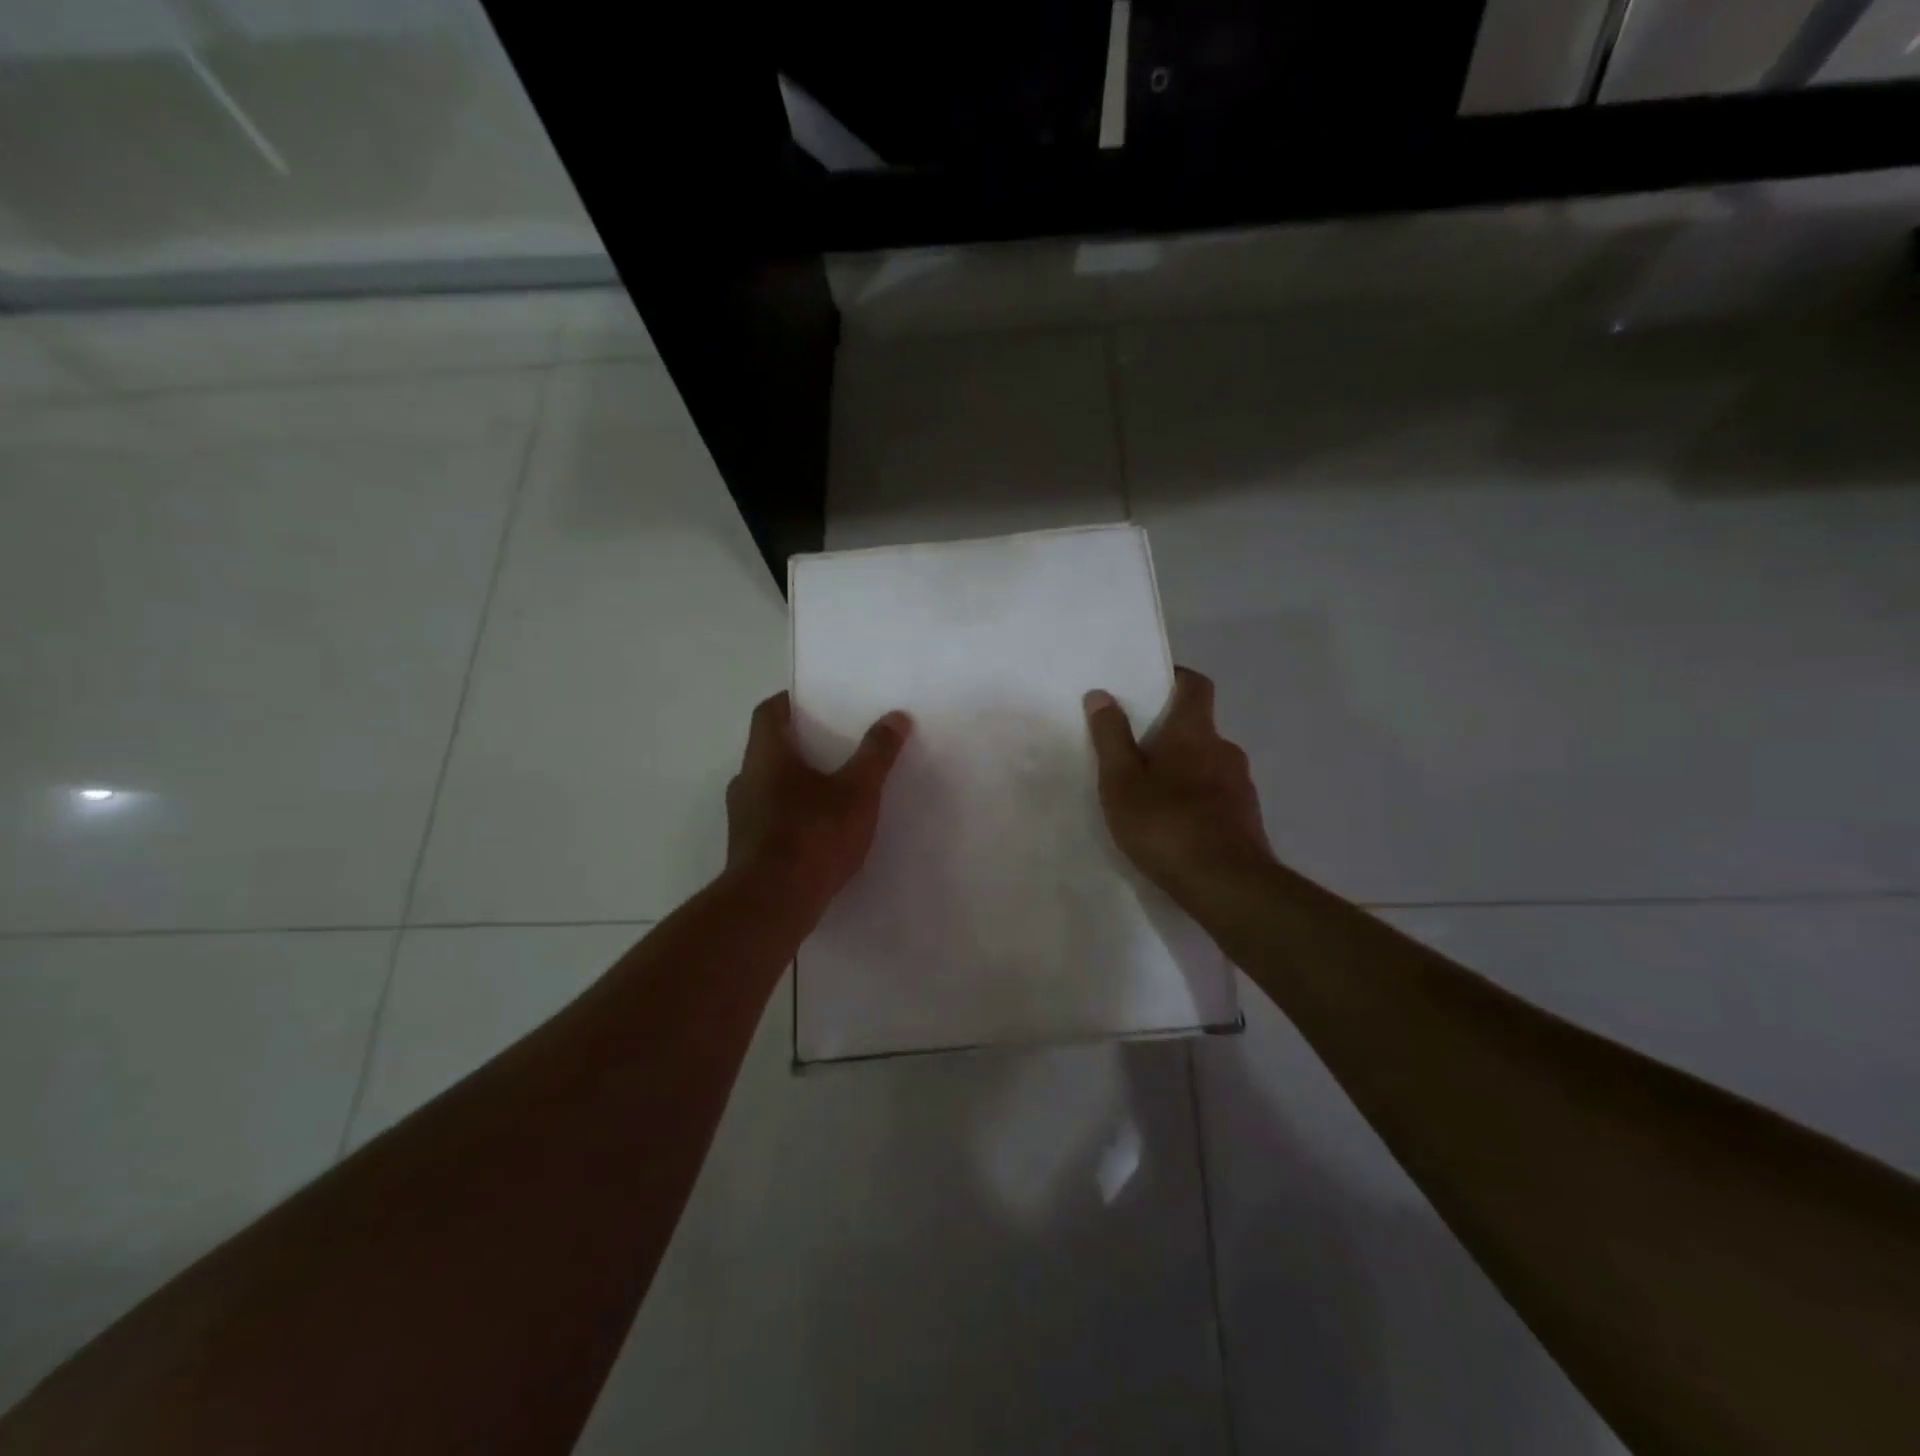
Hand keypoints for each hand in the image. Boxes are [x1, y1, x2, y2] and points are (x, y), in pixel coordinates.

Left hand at [725, 692, 912, 919]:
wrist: (772, 904)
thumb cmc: (813, 835)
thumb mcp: (857, 791)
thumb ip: (876, 753)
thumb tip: (896, 716)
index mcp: (766, 756)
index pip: (768, 712)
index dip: (790, 702)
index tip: (816, 701)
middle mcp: (746, 780)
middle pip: (769, 749)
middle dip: (801, 744)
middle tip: (836, 744)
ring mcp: (743, 818)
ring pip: (769, 786)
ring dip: (796, 782)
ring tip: (835, 788)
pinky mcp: (747, 849)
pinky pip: (772, 818)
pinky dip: (794, 814)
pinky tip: (822, 830)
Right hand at [1084, 668, 1272, 903]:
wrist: (1227, 885)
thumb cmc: (1165, 824)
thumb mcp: (1121, 781)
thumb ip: (1110, 737)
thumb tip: (1101, 694)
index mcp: (1194, 732)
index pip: (1196, 685)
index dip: (1177, 677)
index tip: (1152, 684)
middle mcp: (1225, 750)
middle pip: (1198, 727)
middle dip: (1170, 734)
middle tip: (1135, 752)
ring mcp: (1241, 785)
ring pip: (1207, 763)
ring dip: (1183, 770)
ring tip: (1151, 795)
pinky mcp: (1247, 818)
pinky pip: (1216, 795)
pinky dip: (1196, 799)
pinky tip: (1175, 826)